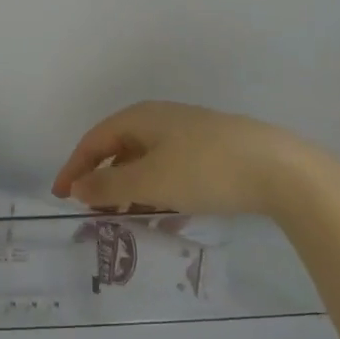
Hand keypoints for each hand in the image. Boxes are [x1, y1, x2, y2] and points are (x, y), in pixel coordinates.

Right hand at [51, 101, 333, 218]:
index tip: (60, 197)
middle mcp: (162, 120)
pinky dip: (162, 194)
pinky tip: (169, 220)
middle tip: (94, 213)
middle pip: (120, 150)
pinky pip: (175, 173)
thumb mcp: (149, 181)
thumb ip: (108, 185)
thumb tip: (77, 186)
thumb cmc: (204, 170)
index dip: (74, 168)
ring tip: (128, 221)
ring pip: (149, 163)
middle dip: (104, 182)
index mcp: (141, 118)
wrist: (279, 169)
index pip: (94, 140)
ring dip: (132, 191)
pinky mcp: (214, 153)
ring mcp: (190, 135)